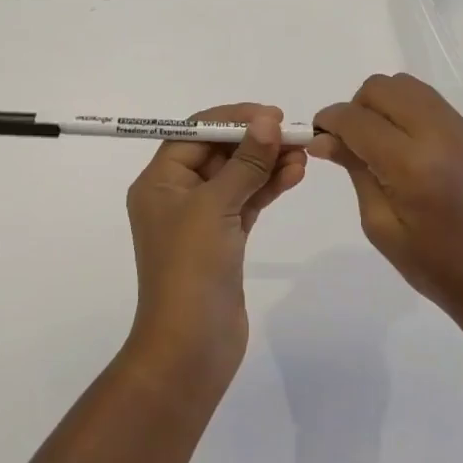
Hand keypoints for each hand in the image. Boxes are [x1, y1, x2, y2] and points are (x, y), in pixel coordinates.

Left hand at [124, 104, 307, 383]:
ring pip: (237, 177)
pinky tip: (294, 174)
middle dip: (255, 141)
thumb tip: (268, 121)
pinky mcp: (224, 239)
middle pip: (218, 152)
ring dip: (267, 162)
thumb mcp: (216, 206)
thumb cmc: (191, 268)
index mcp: (159, 181)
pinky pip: (247, 201)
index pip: (195, 133)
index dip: (232, 119)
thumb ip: (246, 162)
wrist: (190, 348)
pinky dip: (268, 187)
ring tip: (302, 154)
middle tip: (293, 133)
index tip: (271, 115)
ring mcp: (201, 219)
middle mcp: (177, 194)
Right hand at [310, 74, 462, 336]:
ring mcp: (460, 129)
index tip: (317, 137)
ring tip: (376, 141)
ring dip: (380, 103)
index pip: (357, 119)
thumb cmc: (436, 268)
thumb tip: (323, 140)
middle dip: (355, 108)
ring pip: (405, 85)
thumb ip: (355, 171)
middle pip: (380, 88)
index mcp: (413, 166)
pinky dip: (404, 108)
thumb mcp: (382, 226)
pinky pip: (427, 99)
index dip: (329, 121)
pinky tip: (402, 143)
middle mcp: (438, 135)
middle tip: (349, 143)